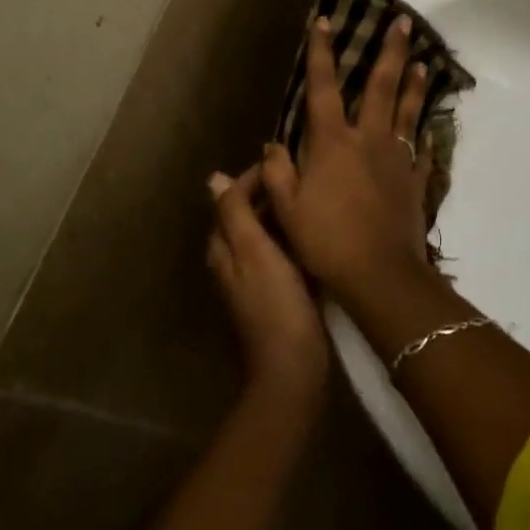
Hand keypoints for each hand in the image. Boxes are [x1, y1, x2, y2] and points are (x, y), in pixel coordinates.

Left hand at [207, 167, 328, 405]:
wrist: (292, 368)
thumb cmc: (274, 303)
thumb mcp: (254, 251)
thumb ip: (235, 213)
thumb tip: (214, 178)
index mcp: (223, 247)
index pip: (231, 198)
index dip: (253, 177)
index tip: (285, 161)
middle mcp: (233, 260)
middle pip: (247, 214)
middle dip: (270, 194)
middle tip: (304, 177)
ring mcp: (254, 278)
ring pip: (266, 233)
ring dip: (283, 215)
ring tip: (312, 198)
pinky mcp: (276, 293)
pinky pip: (282, 254)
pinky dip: (293, 239)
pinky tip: (315, 233)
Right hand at [260, 14, 435, 302]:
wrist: (378, 274)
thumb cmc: (325, 240)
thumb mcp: (286, 209)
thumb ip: (277, 173)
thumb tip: (273, 145)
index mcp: (333, 141)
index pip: (323, 87)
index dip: (322, 52)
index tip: (324, 21)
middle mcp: (368, 138)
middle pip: (382, 86)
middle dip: (392, 51)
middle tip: (404, 22)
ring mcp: (398, 158)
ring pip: (409, 111)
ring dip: (416, 84)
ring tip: (424, 61)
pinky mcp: (416, 180)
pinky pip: (423, 151)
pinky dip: (427, 136)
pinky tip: (432, 128)